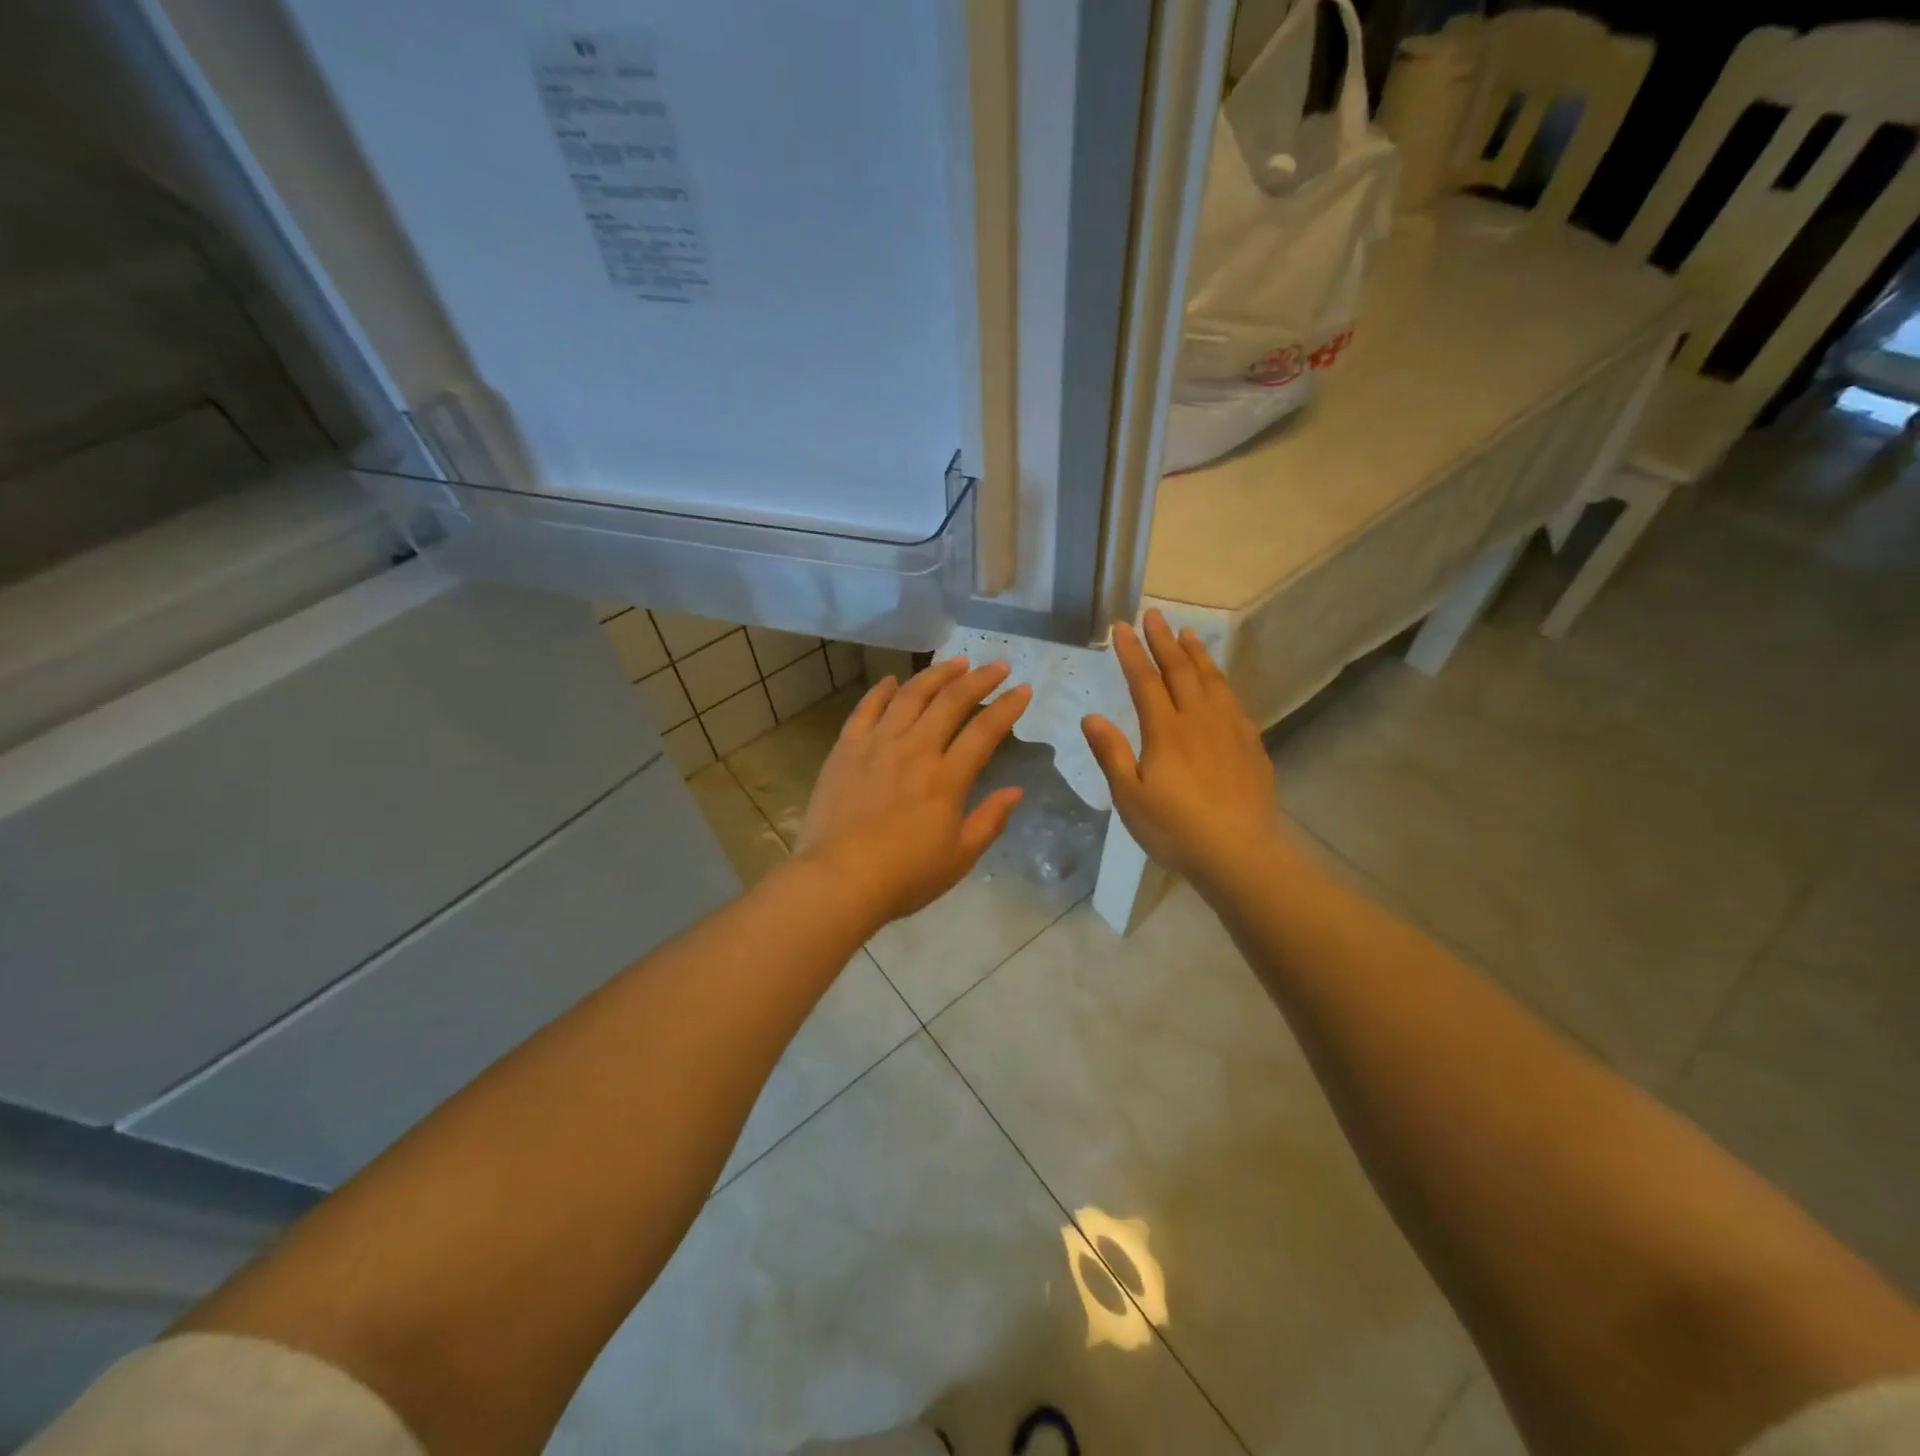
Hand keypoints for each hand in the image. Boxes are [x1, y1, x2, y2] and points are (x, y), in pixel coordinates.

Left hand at [797, 658, 1031, 924]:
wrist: (838, 880)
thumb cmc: (904, 876)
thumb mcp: (959, 858)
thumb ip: (990, 821)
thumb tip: (1016, 791)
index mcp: (947, 778)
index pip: (985, 732)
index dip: (1007, 707)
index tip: (1023, 689)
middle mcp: (915, 750)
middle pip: (951, 701)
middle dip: (979, 679)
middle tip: (996, 666)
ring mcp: (877, 745)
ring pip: (910, 695)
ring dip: (936, 674)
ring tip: (954, 663)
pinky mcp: (846, 749)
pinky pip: (866, 709)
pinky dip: (881, 690)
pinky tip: (892, 679)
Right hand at [1082, 610, 1282, 895]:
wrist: (1239, 853)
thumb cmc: (1175, 829)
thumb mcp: (1129, 797)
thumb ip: (1110, 753)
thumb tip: (1091, 716)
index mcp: (1165, 731)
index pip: (1145, 681)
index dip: (1132, 652)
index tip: (1122, 626)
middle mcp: (1198, 720)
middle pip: (1180, 671)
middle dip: (1165, 641)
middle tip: (1155, 614)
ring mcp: (1230, 730)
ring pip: (1212, 681)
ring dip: (1197, 654)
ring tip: (1188, 633)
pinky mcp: (1251, 745)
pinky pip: (1233, 701)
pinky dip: (1222, 682)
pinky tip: (1220, 682)